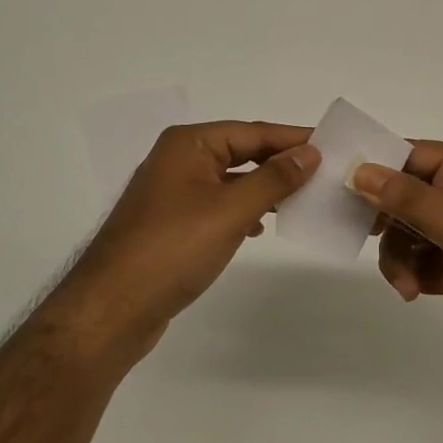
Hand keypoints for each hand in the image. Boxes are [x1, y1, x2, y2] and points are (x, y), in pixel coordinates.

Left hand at [52, 121, 320, 363]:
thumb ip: (273, 179)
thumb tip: (310, 152)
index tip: (331, 144)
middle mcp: (178, 159)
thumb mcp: (230, 210)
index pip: (252, 131)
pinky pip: (217, 203)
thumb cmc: (173, 249)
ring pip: (229, 179)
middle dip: (279, 162)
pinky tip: (260, 225)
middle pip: (240, 151)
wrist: (111, 310)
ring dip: (263, 186)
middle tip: (324, 171)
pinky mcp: (170, 223)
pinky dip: (242, 208)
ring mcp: (171, 192)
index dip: (292, 138)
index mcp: (189, 144)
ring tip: (301, 197)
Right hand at [352, 142, 442, 374]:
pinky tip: (428, 291)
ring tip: (409, 286)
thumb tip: (361, 170)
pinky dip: (417, 272)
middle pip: (402, 194)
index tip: (342, 190)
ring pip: (407, 229)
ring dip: (400, 257)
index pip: (408, 155)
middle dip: (387, 225)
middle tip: (366, 242)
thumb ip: (411, 200)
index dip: (376, 170)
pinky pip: (420, 254)